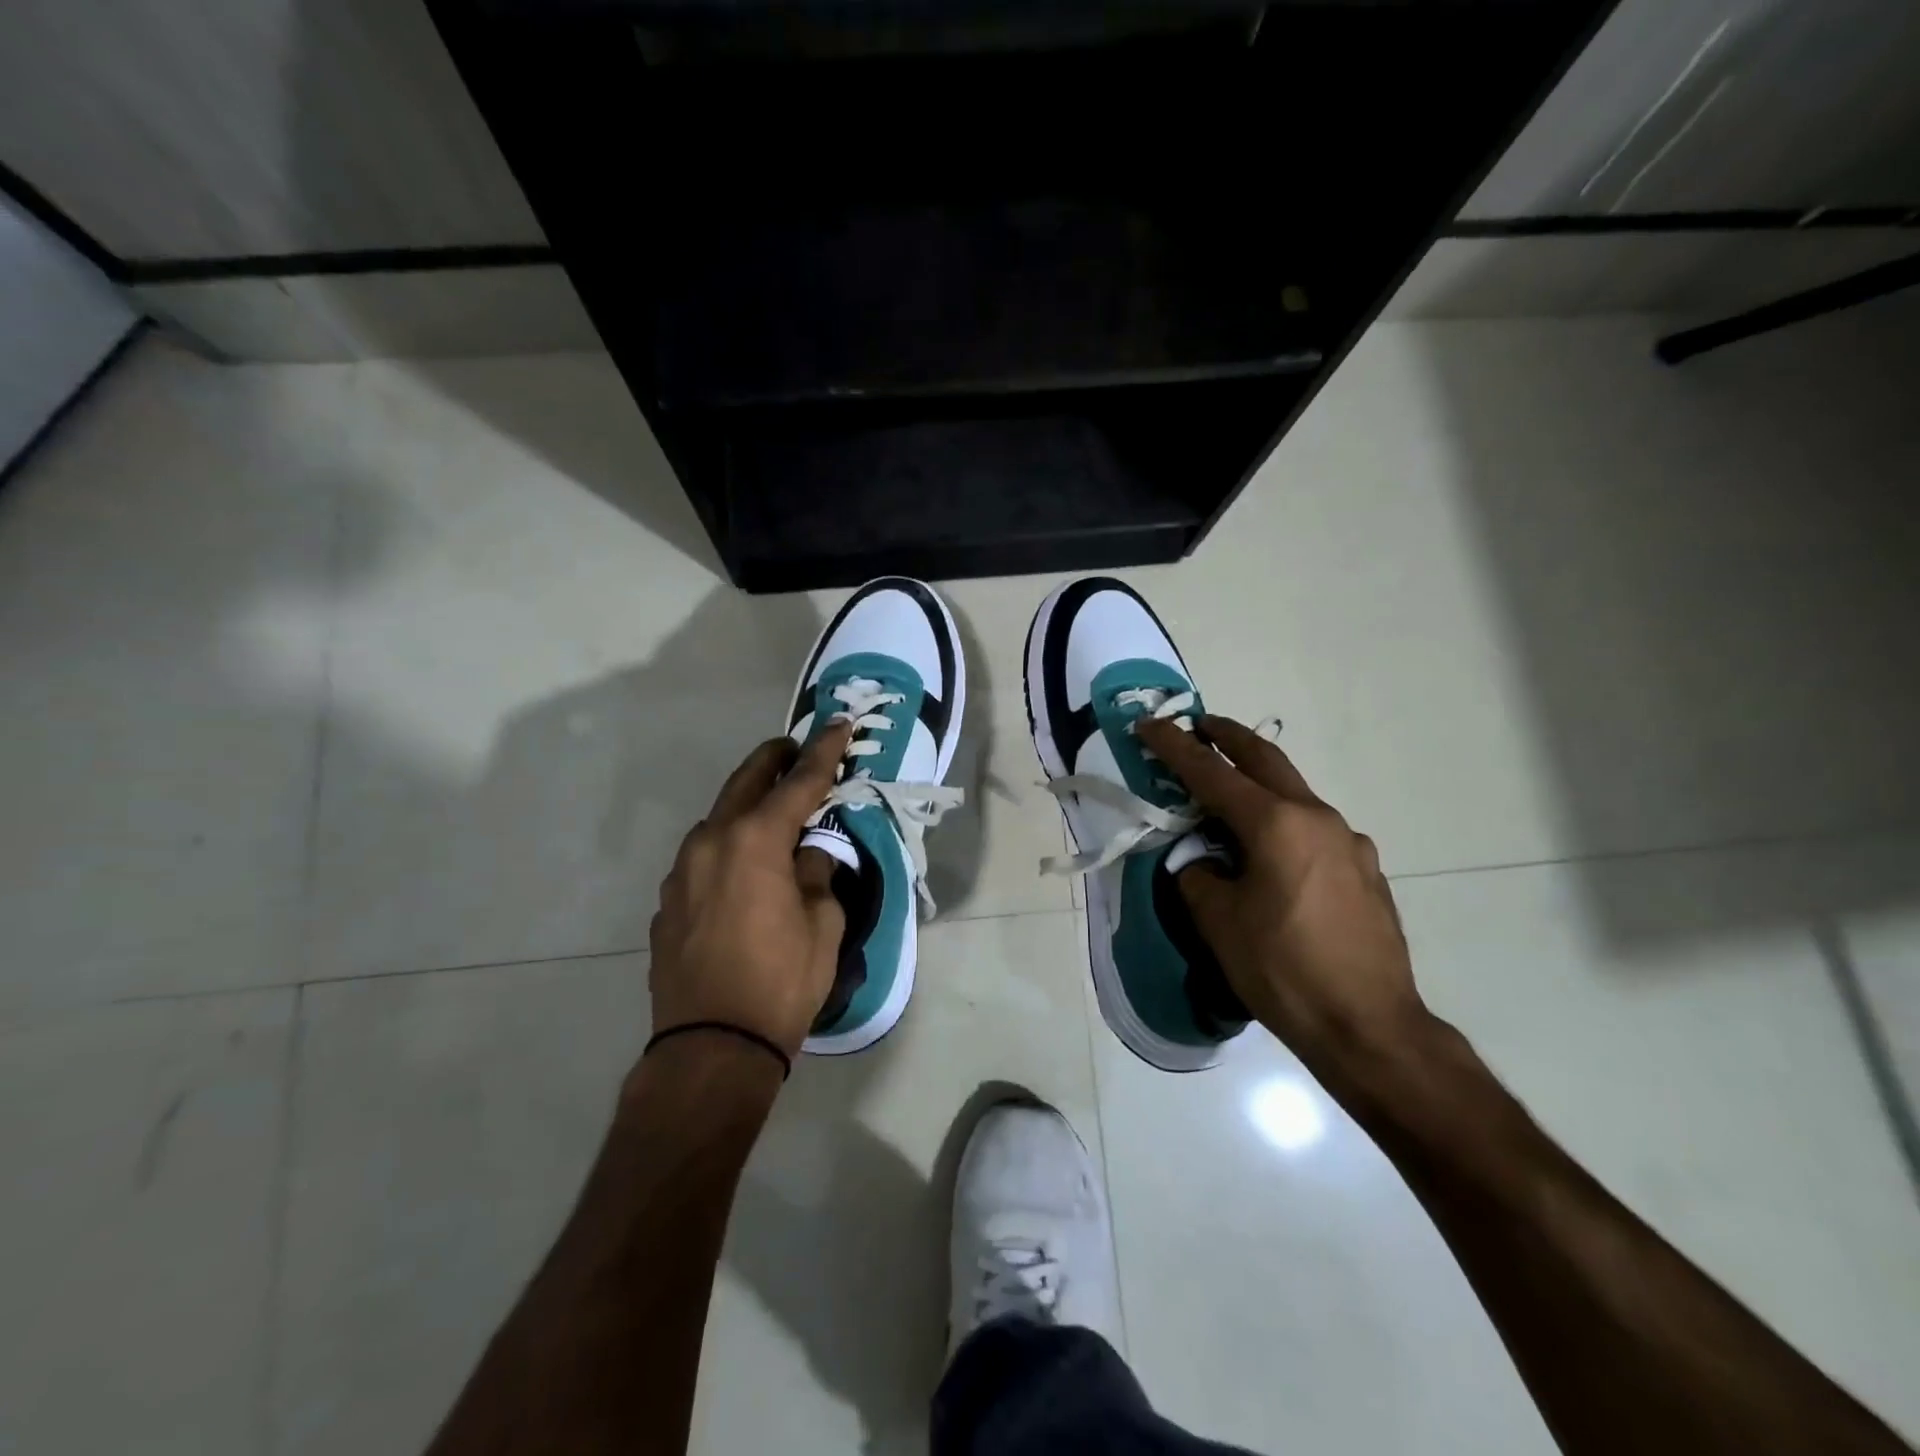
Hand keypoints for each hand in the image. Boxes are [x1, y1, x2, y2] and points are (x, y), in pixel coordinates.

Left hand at [649, 723, 854, 1058]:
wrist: (710, 1047)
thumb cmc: (781, 981)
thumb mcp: (822, 924)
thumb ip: (817, 875)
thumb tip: (808, 856)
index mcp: (754, 840)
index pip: (798, 783)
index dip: (823, 752)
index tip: (837, 724)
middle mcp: (710, 842)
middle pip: (745, 783)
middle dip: (774, 761)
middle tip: (798, 750)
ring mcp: (681, 871)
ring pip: (718, 819)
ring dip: (747, 807)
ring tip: (774, 813)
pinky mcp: (667, 902)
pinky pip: (703, 858)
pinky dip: (728, 847)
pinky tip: (744, 869)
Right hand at [1136, 715, 1428, 1074]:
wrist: (1370, 1027)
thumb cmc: (1283, 970)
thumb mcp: (1218, 922)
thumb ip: (1198, 875)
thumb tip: (1200, 862)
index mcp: (1275, 824)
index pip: (1211, 773)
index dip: (1175, 746)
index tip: (1150, 723)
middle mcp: (1317, 819)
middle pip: (1265, 760)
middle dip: (1227, 737)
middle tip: (1200, 726)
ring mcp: (1349, 842)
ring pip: (1293, 795)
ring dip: (1258, 783)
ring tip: (1229, 799)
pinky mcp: (1365, 869)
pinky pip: (1314, 830)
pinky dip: (1284, 823)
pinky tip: (1273, 856)